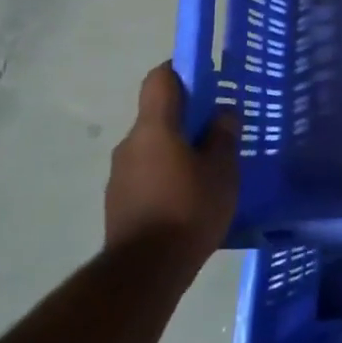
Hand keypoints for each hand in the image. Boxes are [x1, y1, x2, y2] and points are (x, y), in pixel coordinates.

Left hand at [104, 65, 239, 253]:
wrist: (144, 271)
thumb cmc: (188, 209)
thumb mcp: (222, 170)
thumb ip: (223, 136)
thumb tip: (222, 112)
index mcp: (154, 127)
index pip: (160, 79)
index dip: (181, 71)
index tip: (206, 78)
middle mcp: (130, 144)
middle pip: (157, 115)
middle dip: (186, 118)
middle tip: (218, 132)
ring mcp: (119, 174)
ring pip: (152, 147)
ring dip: (176, 150)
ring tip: (206, 171)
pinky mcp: (118, 201)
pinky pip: (146, 174)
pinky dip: (166, 175)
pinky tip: (188, 198)